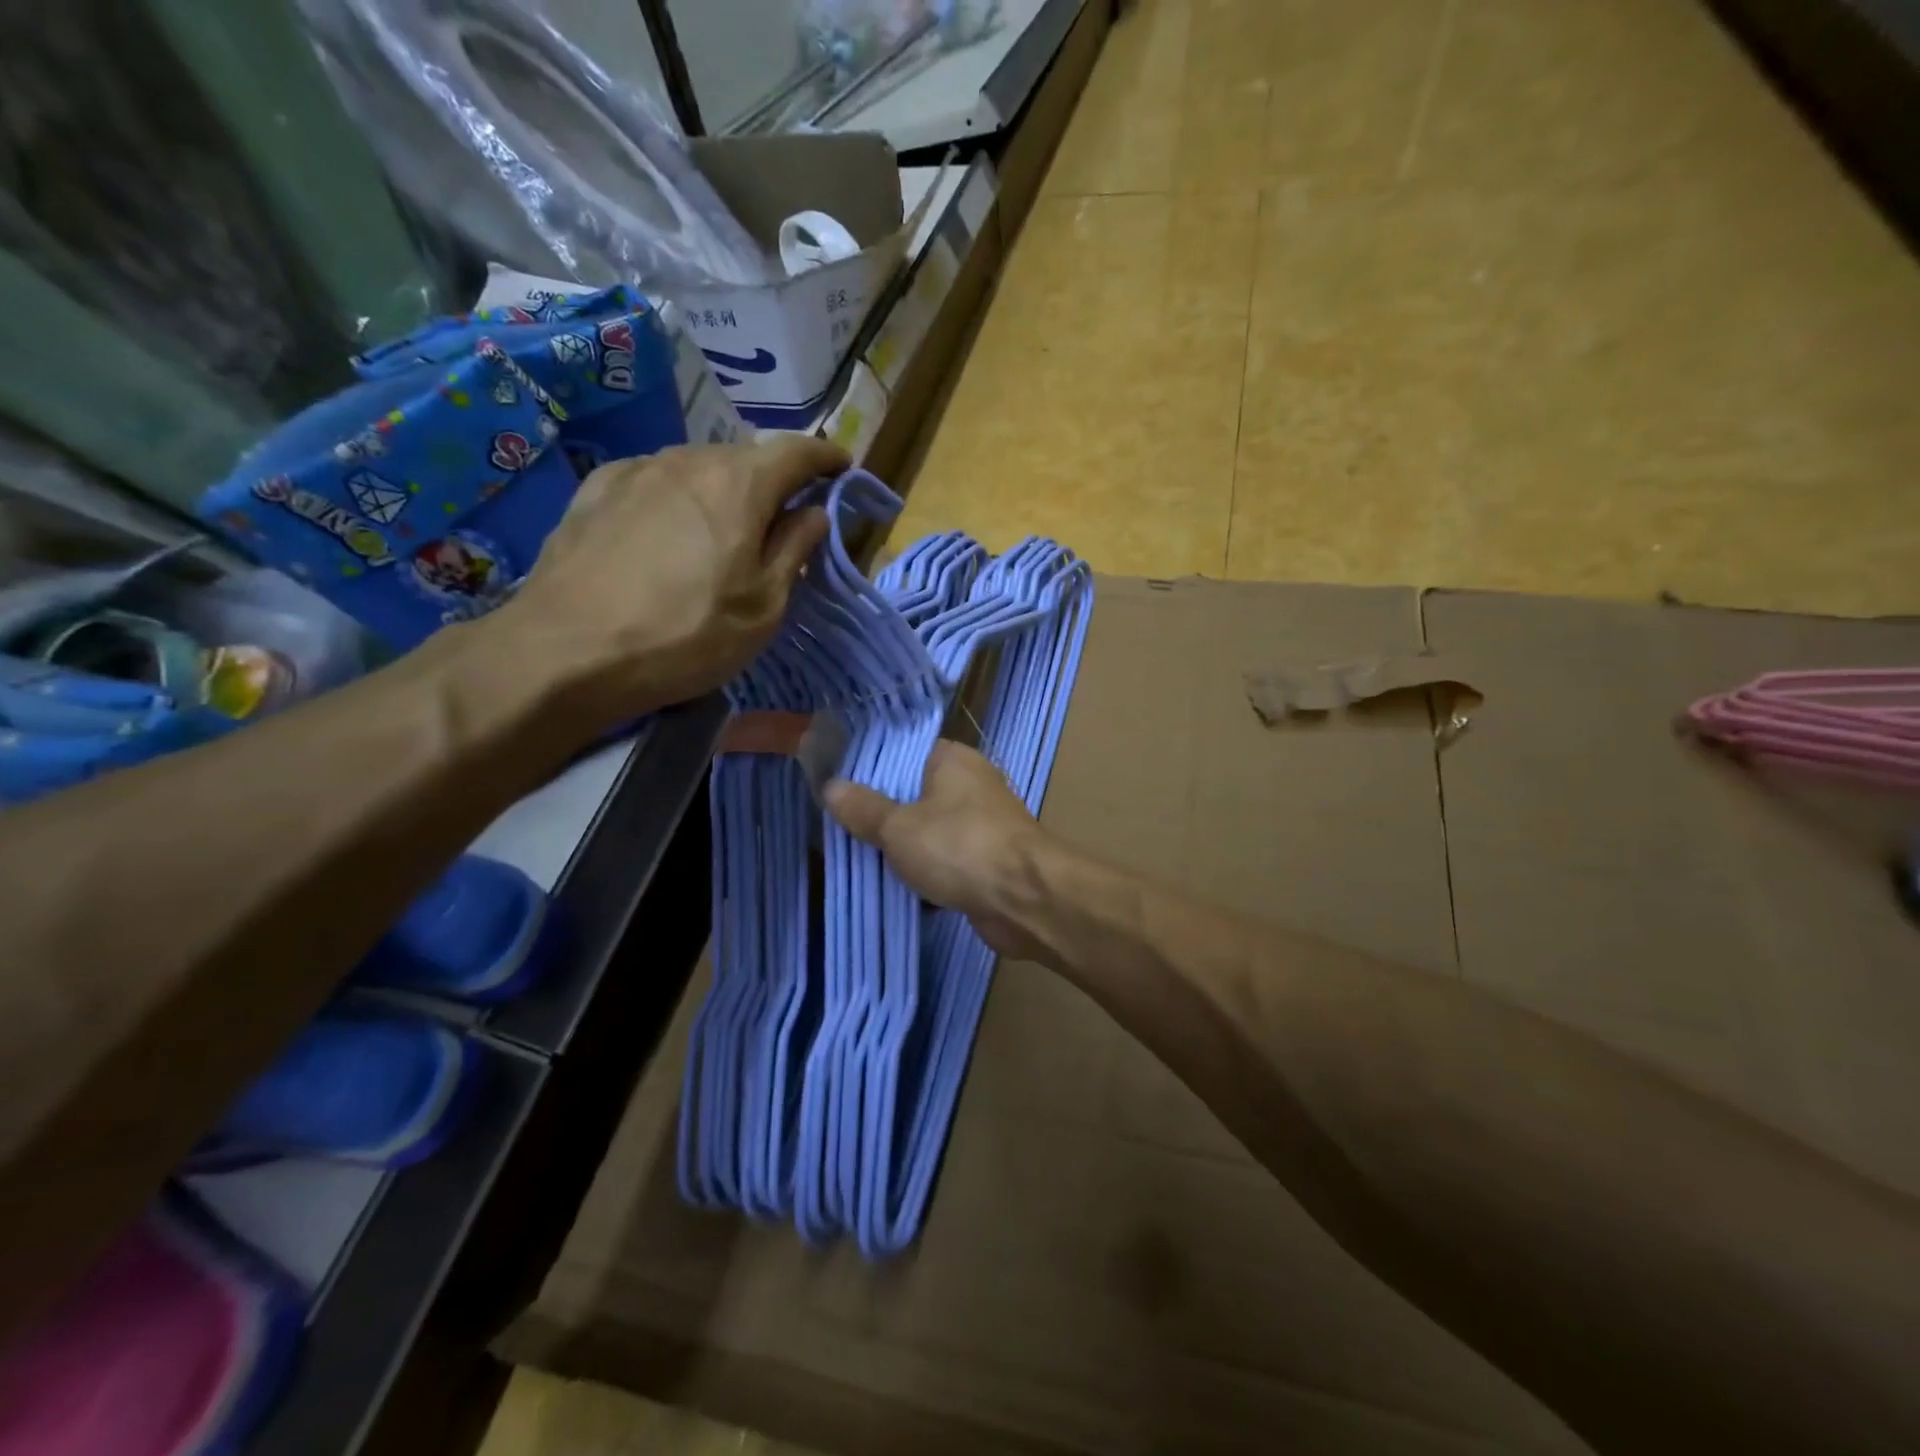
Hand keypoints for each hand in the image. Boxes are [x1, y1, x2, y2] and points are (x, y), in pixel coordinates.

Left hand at [501, 437, 846, 720]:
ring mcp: (636, 470)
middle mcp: (687, 460)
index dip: (827, 458)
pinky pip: (656, 481)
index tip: (844, 469)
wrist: (567, 652)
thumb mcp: (762, 607)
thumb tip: (814, 512)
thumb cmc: (685, 636)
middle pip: (746, 458)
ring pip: (698, 468)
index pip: (797, 451)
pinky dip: (679, 497)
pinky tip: (670, 533)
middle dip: (774, 481)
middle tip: (785, 518)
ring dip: (724, 490)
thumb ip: (794, 550)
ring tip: (726, 531)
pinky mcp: (595, 490)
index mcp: (739, 484)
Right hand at [824, 741, 1050, 960]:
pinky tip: (892, 885)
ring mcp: (981, 824)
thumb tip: (830, 787)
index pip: (904, 751)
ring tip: (856, 855)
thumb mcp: (899, 827)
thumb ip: (864, 808)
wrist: (1025, 899)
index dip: (870, 766)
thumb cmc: (960, 847)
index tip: (837, 784)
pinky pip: (944, 860)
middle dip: (880, 812)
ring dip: (901, 847)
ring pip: (928, 830)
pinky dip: (923, 872)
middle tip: (838, 825)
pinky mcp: (986, 861)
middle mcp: (970, 785)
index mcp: (952, 759)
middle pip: (914, 792)